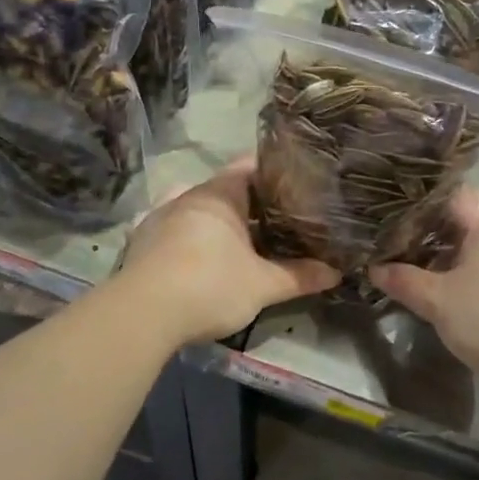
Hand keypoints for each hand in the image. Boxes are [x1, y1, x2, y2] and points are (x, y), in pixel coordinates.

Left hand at [117, 160, 340, 345]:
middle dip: (251, 203)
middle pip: (225, 190)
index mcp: (219, 195)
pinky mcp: (142, 242)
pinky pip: (177, 230)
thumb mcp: (262, 285)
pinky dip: (195, 238)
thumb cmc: (210, 286)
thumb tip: (336, 273)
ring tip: (247, 239)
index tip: (298, 181)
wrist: (142, 314)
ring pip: (200, 210)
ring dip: (221, 223)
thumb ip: (299, 276)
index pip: (250, 166)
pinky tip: (205, 258)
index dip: (275, 171)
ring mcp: (160, 217)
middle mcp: (188, 196)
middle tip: (281, 217)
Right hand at [370, 190, 478, 402]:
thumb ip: (404, 281)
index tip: (384, 210)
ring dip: (441, 256)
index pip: (447, 193)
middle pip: (458, 220)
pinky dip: (460, 273)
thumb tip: (375, 268)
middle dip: (423, 232)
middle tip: (386, 241)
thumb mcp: (439, 301)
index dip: (414, 200)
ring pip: (471, 246)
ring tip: (404, 266)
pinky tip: (436, 289)